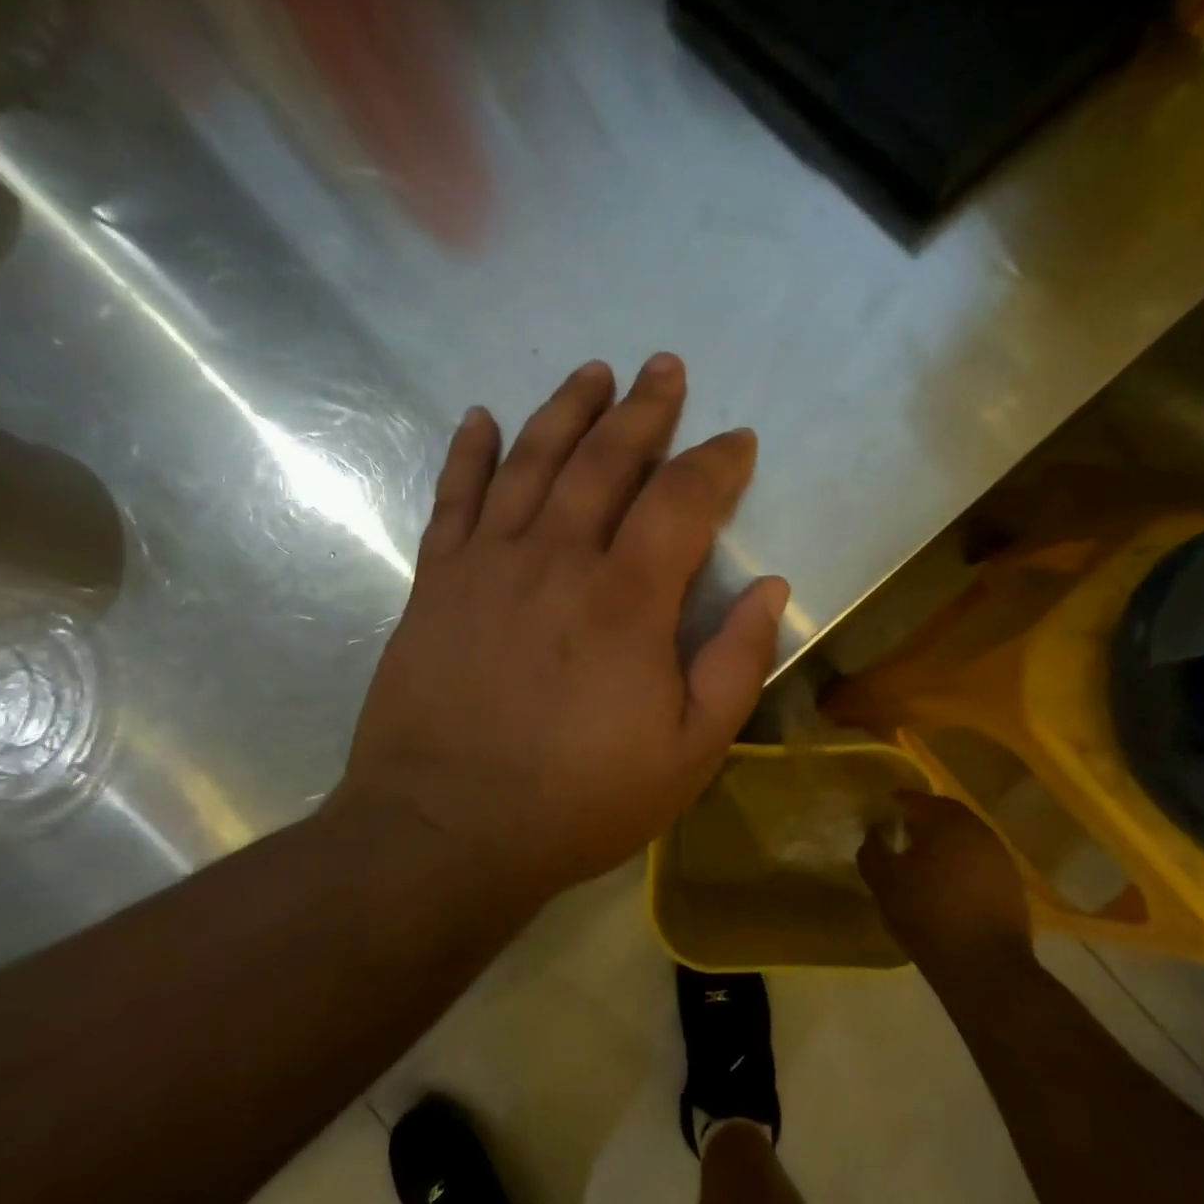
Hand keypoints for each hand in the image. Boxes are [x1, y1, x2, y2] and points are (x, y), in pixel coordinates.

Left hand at [337, 355, 788, 899]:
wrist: (444, 834)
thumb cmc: (578, 800)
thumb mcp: (690, 752)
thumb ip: (736, 663)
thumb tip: (769, 587)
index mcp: (626, 600)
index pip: (681, 500)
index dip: (716, 463)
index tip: (737, 441)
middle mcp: (556, 559)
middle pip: (604, 460)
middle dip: (643, 410)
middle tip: (665, 369)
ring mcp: (487, 565)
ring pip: (531, 462)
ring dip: (566, 410)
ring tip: (593, 371)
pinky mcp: (435, 585)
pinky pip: (453, 500)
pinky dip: (469, 454)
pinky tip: (481, 418)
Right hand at [859, 792, 1035, 973]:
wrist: (986, 968)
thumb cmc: (928, 916)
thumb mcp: (884, 883)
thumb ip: (872, 850)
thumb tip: (874, 832)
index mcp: (945, 820)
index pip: (912, 799)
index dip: (890, 807)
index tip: (876, 822)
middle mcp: (977, 828)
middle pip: (941, 813)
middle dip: (918, 822)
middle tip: (897, 840)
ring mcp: (999, 855)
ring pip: (963, 837)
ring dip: (942, 843)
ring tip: (922, 866)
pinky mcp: (1011, 881)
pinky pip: (978, 860)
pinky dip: (961, 864)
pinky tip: (947, 888)